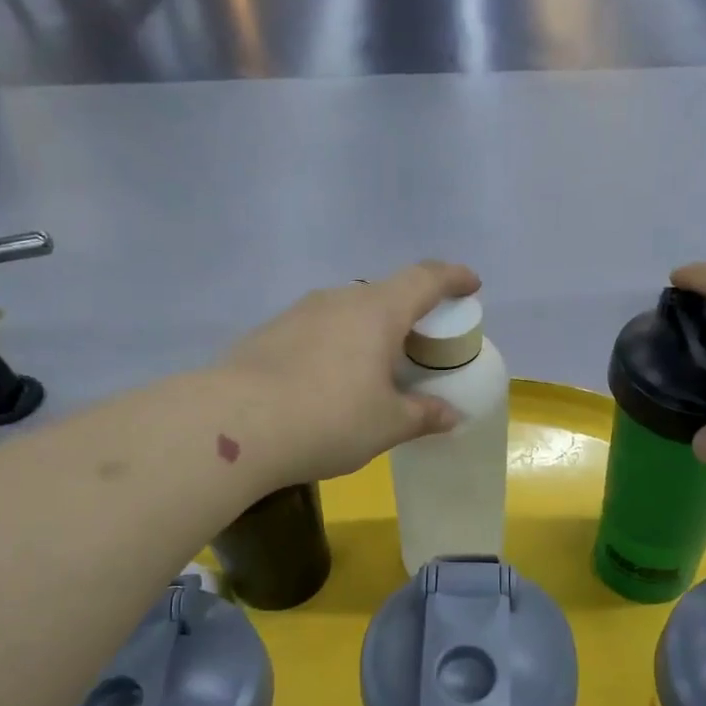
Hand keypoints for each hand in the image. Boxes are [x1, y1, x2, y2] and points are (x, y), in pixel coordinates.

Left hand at [221, 261, 482, 484]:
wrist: (234, 426)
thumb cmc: (329, 419)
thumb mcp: (387, 424)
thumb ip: (423, 415)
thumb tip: (450, 414)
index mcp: (377, 311)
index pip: (425, 279)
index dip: (453, 278)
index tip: (471, 284)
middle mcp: (338, 300)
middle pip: (385, 294)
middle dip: (410, 313)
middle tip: (421, 345)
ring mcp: (298, 314)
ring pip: (347, 312)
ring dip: (369, 331)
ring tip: (375, 367)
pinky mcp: (267, 334)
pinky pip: (317, 331)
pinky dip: (336, 346)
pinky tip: (329, 382)